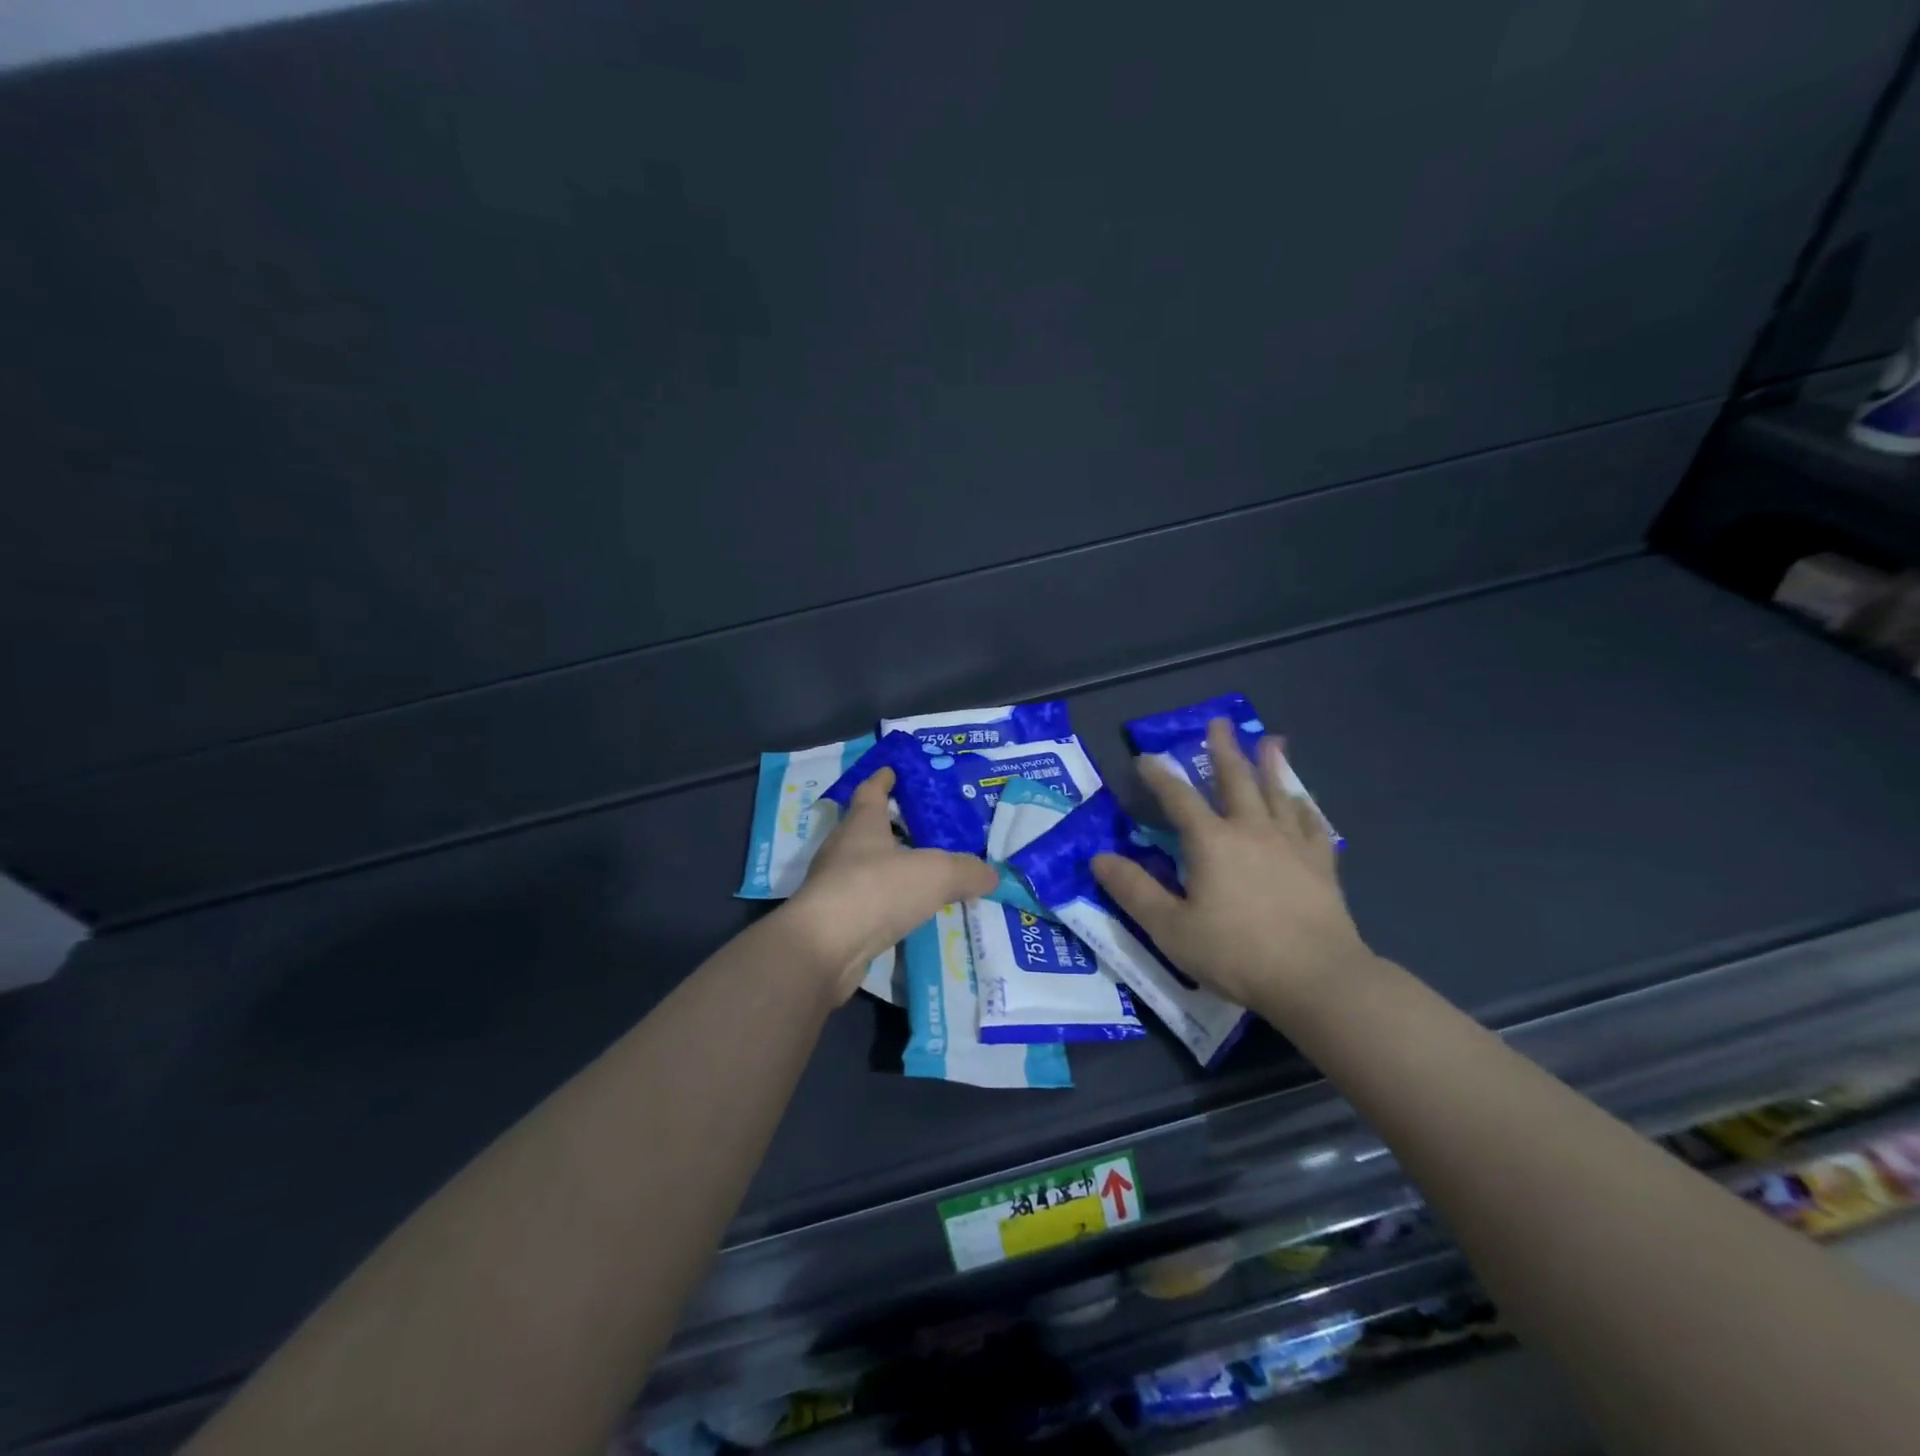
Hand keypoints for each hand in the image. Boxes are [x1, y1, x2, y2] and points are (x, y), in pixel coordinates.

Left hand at [783, 766, 996, 1000]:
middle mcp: (843, 849)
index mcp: (862, 824)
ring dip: (890, 867)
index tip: (892, 770)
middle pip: (866, 828)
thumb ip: (967, 871)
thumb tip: (990, 874)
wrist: (825, 948)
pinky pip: (867, 901)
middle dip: (891, 825)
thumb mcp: (936, 873)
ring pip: (866, 867)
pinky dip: (886, 901)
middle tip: (925, 827)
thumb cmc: (877, 890)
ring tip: (923, 872)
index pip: (870, 791)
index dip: (883, 779)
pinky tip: (907, 911)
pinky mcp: (833, 920)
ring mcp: (834, 885)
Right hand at [1092, 719, 1371, 1015]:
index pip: (1178, 798)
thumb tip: (1098, 858)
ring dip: (1270, 764)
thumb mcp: (1170, 927)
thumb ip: (1133, 890)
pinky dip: (1304, 806)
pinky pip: (1311, 824)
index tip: (1146, 758)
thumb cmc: (1236, 952)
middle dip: (1223, 750)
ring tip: (1270, 740)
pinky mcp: (1320, 864)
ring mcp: (1291, 844)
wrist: (1316, 978)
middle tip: (1218, 721)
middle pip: (1235, 779)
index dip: (1160, 776)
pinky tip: (1303, 800)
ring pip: (1277, 792)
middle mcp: (1250, 830)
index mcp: (1211, 841)